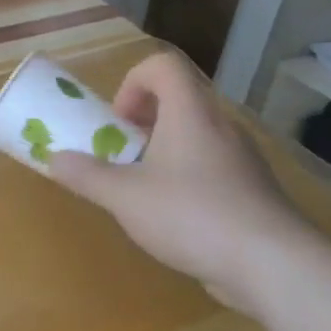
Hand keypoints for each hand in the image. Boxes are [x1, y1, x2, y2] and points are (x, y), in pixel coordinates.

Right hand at [48, 50, 315, 315]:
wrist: (275, 265)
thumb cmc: (192, 215)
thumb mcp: (124, 197)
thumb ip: (86, 175)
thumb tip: (55, 159)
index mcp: (190, 113)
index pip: (163, 65)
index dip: (133, 82)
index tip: (118, 122)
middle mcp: (220, 126)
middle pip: (180, 100)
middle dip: (144, 122)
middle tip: (124, 154)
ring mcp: (243, 159)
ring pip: (198, 135)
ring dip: (166, 151)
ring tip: (146, 189)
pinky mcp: (255, 191)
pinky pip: (215, 167)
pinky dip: (190, 178)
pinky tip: (177, 218)